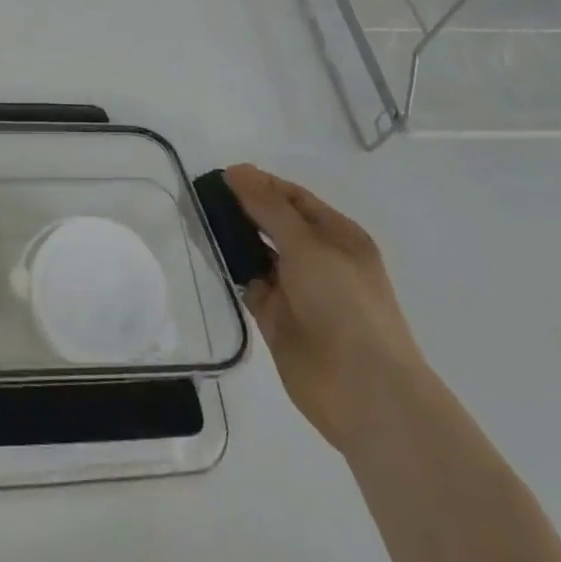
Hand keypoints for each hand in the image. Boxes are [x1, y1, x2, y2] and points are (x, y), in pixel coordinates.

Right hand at [224, 165, 425, 451]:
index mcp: (338, 236)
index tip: (223, 176)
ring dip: (233, 236)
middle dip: (243, 208)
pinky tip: (206, 252)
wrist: (364, 391)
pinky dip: (230, 268)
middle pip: (274, 222)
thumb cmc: (344, 304)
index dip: (261, 184)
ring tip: (196, 218)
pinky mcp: (276, 317)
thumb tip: (237, 170)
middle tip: (202, 195)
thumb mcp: (307, 245)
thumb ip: (269, 207)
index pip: (294, 198)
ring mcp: (297, 289)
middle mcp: (318, 259)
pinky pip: (249, 282)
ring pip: (258, 252)